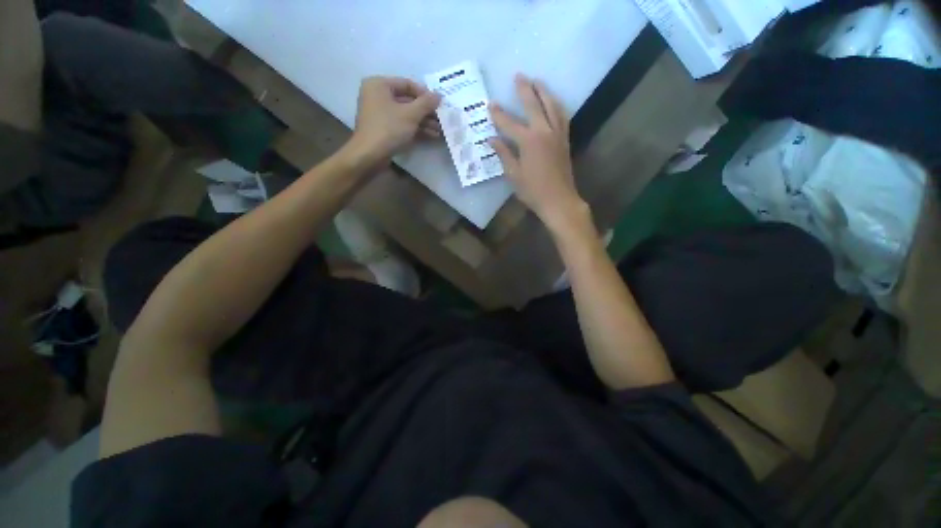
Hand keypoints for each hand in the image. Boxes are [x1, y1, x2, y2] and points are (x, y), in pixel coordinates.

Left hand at [348, 76, 441, 163]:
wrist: (370, 155)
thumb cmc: (388, 128)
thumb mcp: (410, 114)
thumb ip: (426, 103)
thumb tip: (439, 95)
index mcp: (379, 84)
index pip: (408, 84)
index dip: (425, 94)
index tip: (440, 104)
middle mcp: (378, 96)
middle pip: (408, 101)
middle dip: (426, 111)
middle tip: (443, 118)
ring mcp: (381, 114)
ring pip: (407, 114)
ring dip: (424, 122)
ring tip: (441, 130)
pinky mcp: (385, 129)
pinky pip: (403, 125)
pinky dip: (417, 129)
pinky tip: (432, 135)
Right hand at [489, 75, 582, 224]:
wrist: (558, 200)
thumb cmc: (533, 191)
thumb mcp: (514, 175)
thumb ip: (503, 154)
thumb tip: (492, 139)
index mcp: (528, 141)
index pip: (509, 123)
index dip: (498, 114)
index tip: (490, 104)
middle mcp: (544, 131)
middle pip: (534, 105)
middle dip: (524, 90)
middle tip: (518, 76)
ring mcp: (557, 134)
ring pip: (552, 106)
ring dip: (544, 91)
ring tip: (537, 81)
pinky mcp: (565, 140)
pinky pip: (562, 116)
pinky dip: (557, 105)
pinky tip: (554, 102)